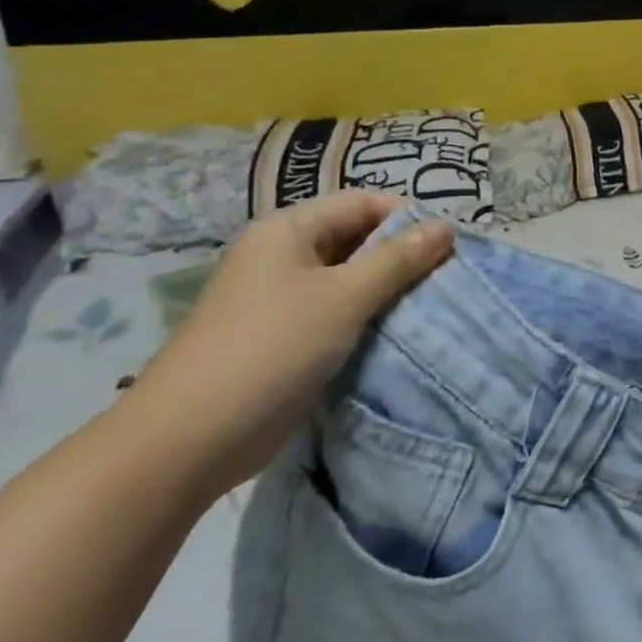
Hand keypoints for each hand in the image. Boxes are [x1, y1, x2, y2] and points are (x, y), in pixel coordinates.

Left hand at [129, 193, 453, 497]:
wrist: (190, 438)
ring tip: (433, 302)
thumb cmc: (272, 348)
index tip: (451, 244)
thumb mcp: (346, 296)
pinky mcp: (285, 338)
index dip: (407, 216)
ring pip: (350, 279)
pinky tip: (400, 331)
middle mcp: (282, 257)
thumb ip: (399, 259)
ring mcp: (280, 299)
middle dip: (403, 254)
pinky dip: (370, 317)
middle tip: (449, 274)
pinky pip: (339, 312)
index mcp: (287, 231)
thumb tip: (446, 226)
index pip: (362, 203)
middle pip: (356, 238)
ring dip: (390, 288)